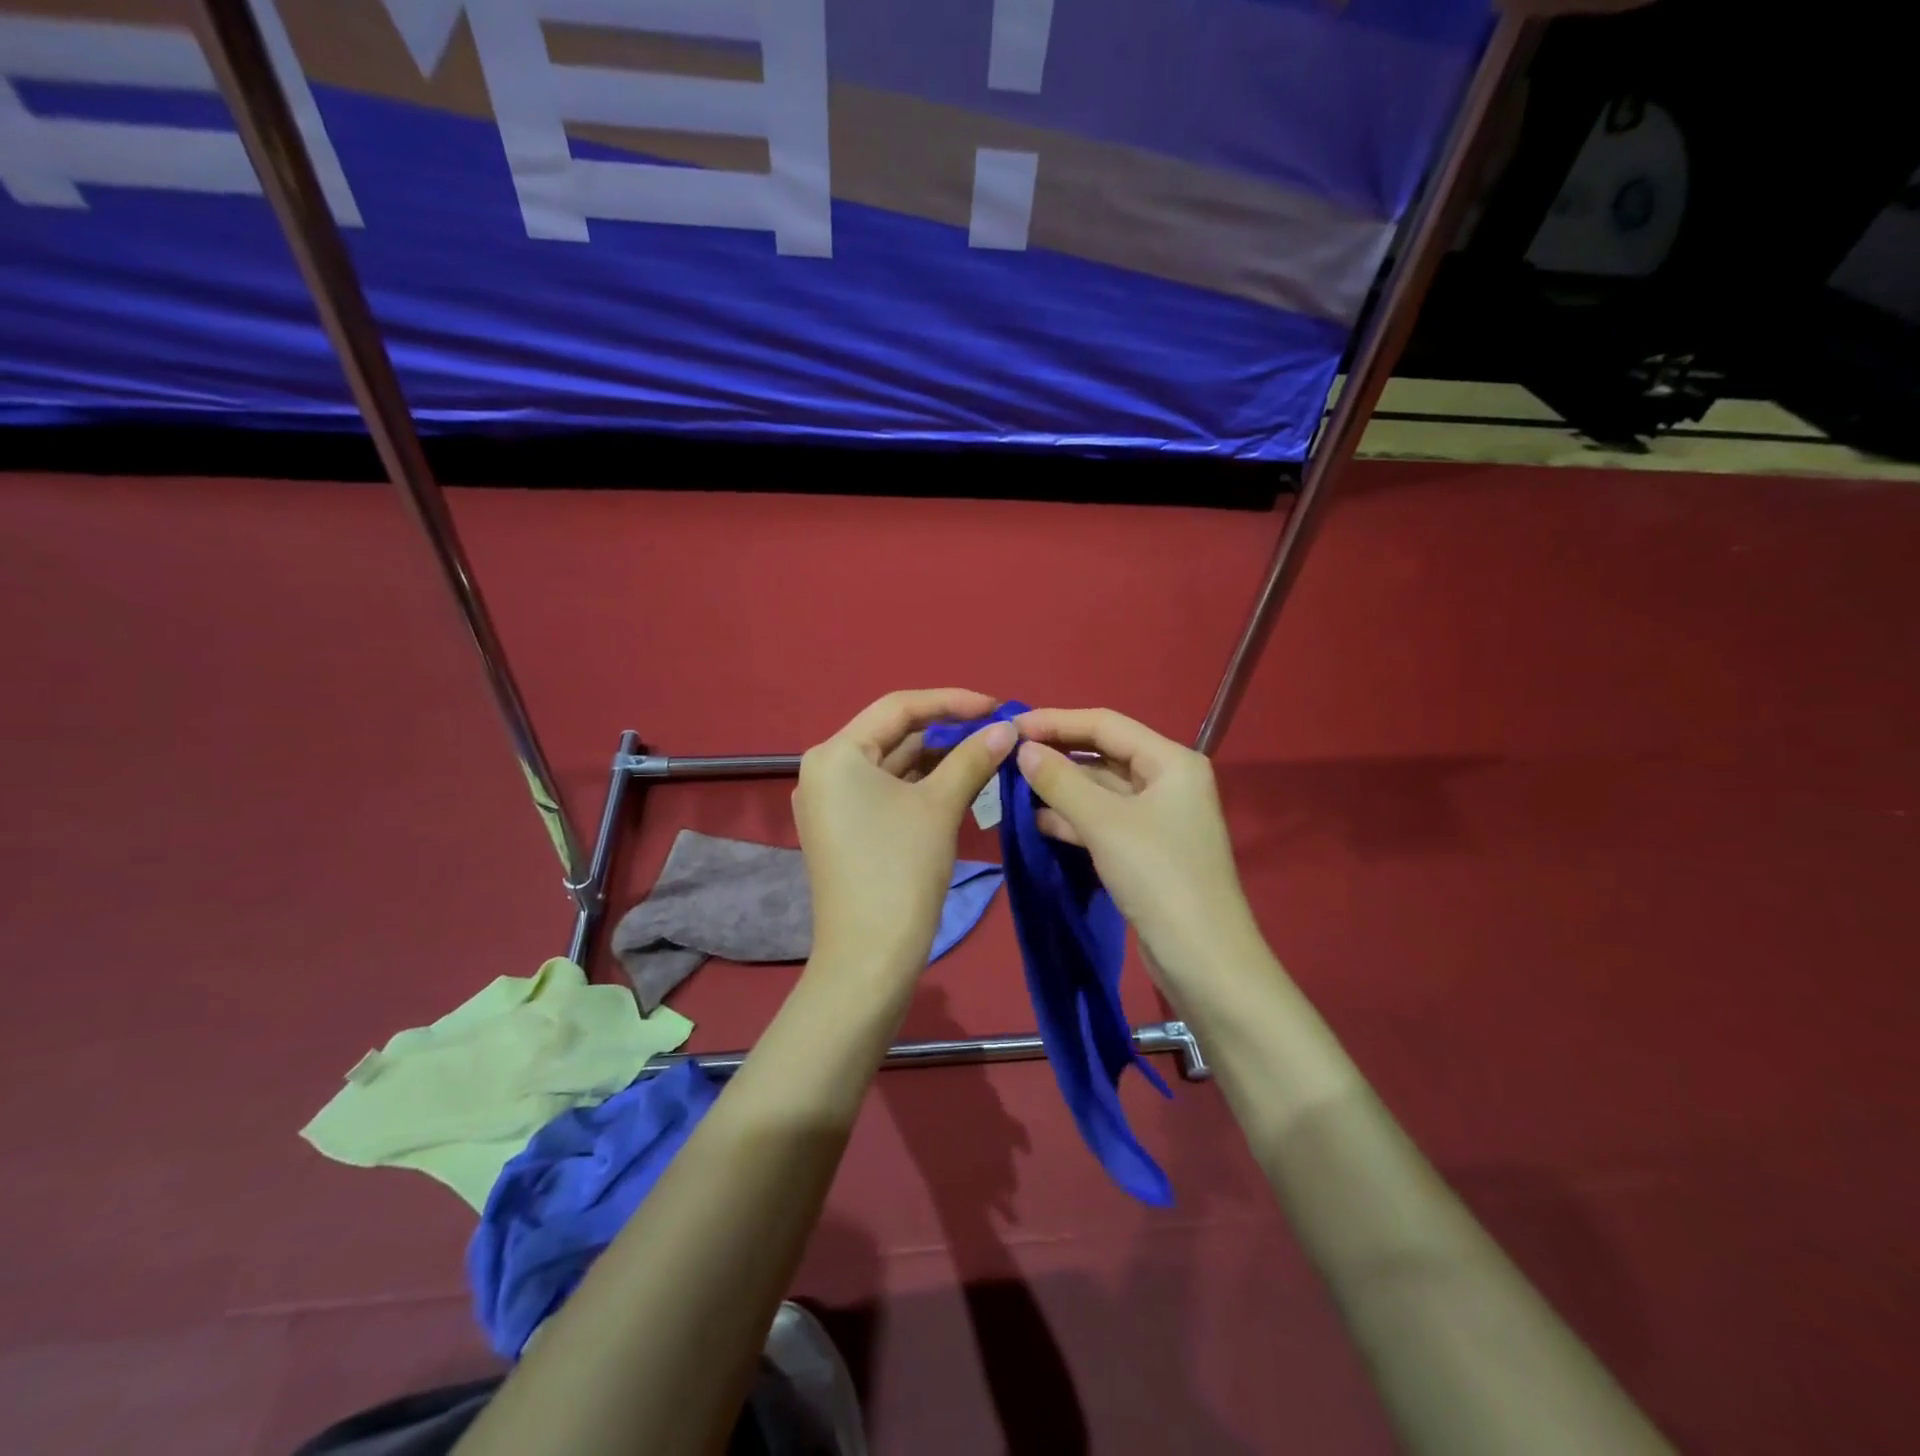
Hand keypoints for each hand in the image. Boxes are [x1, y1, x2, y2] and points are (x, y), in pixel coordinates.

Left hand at [794, 689, 1016, 978]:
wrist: (869, 959)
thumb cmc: (901, 871)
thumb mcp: (941, 806)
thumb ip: (972, 758)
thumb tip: (1007, 728)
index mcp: (836, 754)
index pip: (899, 707)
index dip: (952, 701)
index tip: (997, 707)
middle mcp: (824, 770)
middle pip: (893, 734)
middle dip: (946, 731)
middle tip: (996, 732)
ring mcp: (830, 802)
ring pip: (891, 765)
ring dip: (937, 758)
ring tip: (986, 753)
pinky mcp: (842, 829)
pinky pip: (885, 791)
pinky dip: (920, 784)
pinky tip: (959, 782)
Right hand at [1013, 707, 1259, 988]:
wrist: (1202, 959)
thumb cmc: (1158, 876)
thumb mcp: (1105, 823)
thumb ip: (1061, 781)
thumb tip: (1022, 748)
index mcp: (1170, 761)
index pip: (1106, 724)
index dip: (1057, 721)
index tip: (1012, 725)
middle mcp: (1167, 781)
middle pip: (1103, 755)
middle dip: (1057, 755)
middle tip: (1008, 756)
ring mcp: (1157, 818)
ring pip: (1100, 790)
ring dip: (1060, 788)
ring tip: (1013, 787)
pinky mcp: (1144, 850)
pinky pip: (1102, 821)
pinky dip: (1072, 819)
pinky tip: (1037, 821)